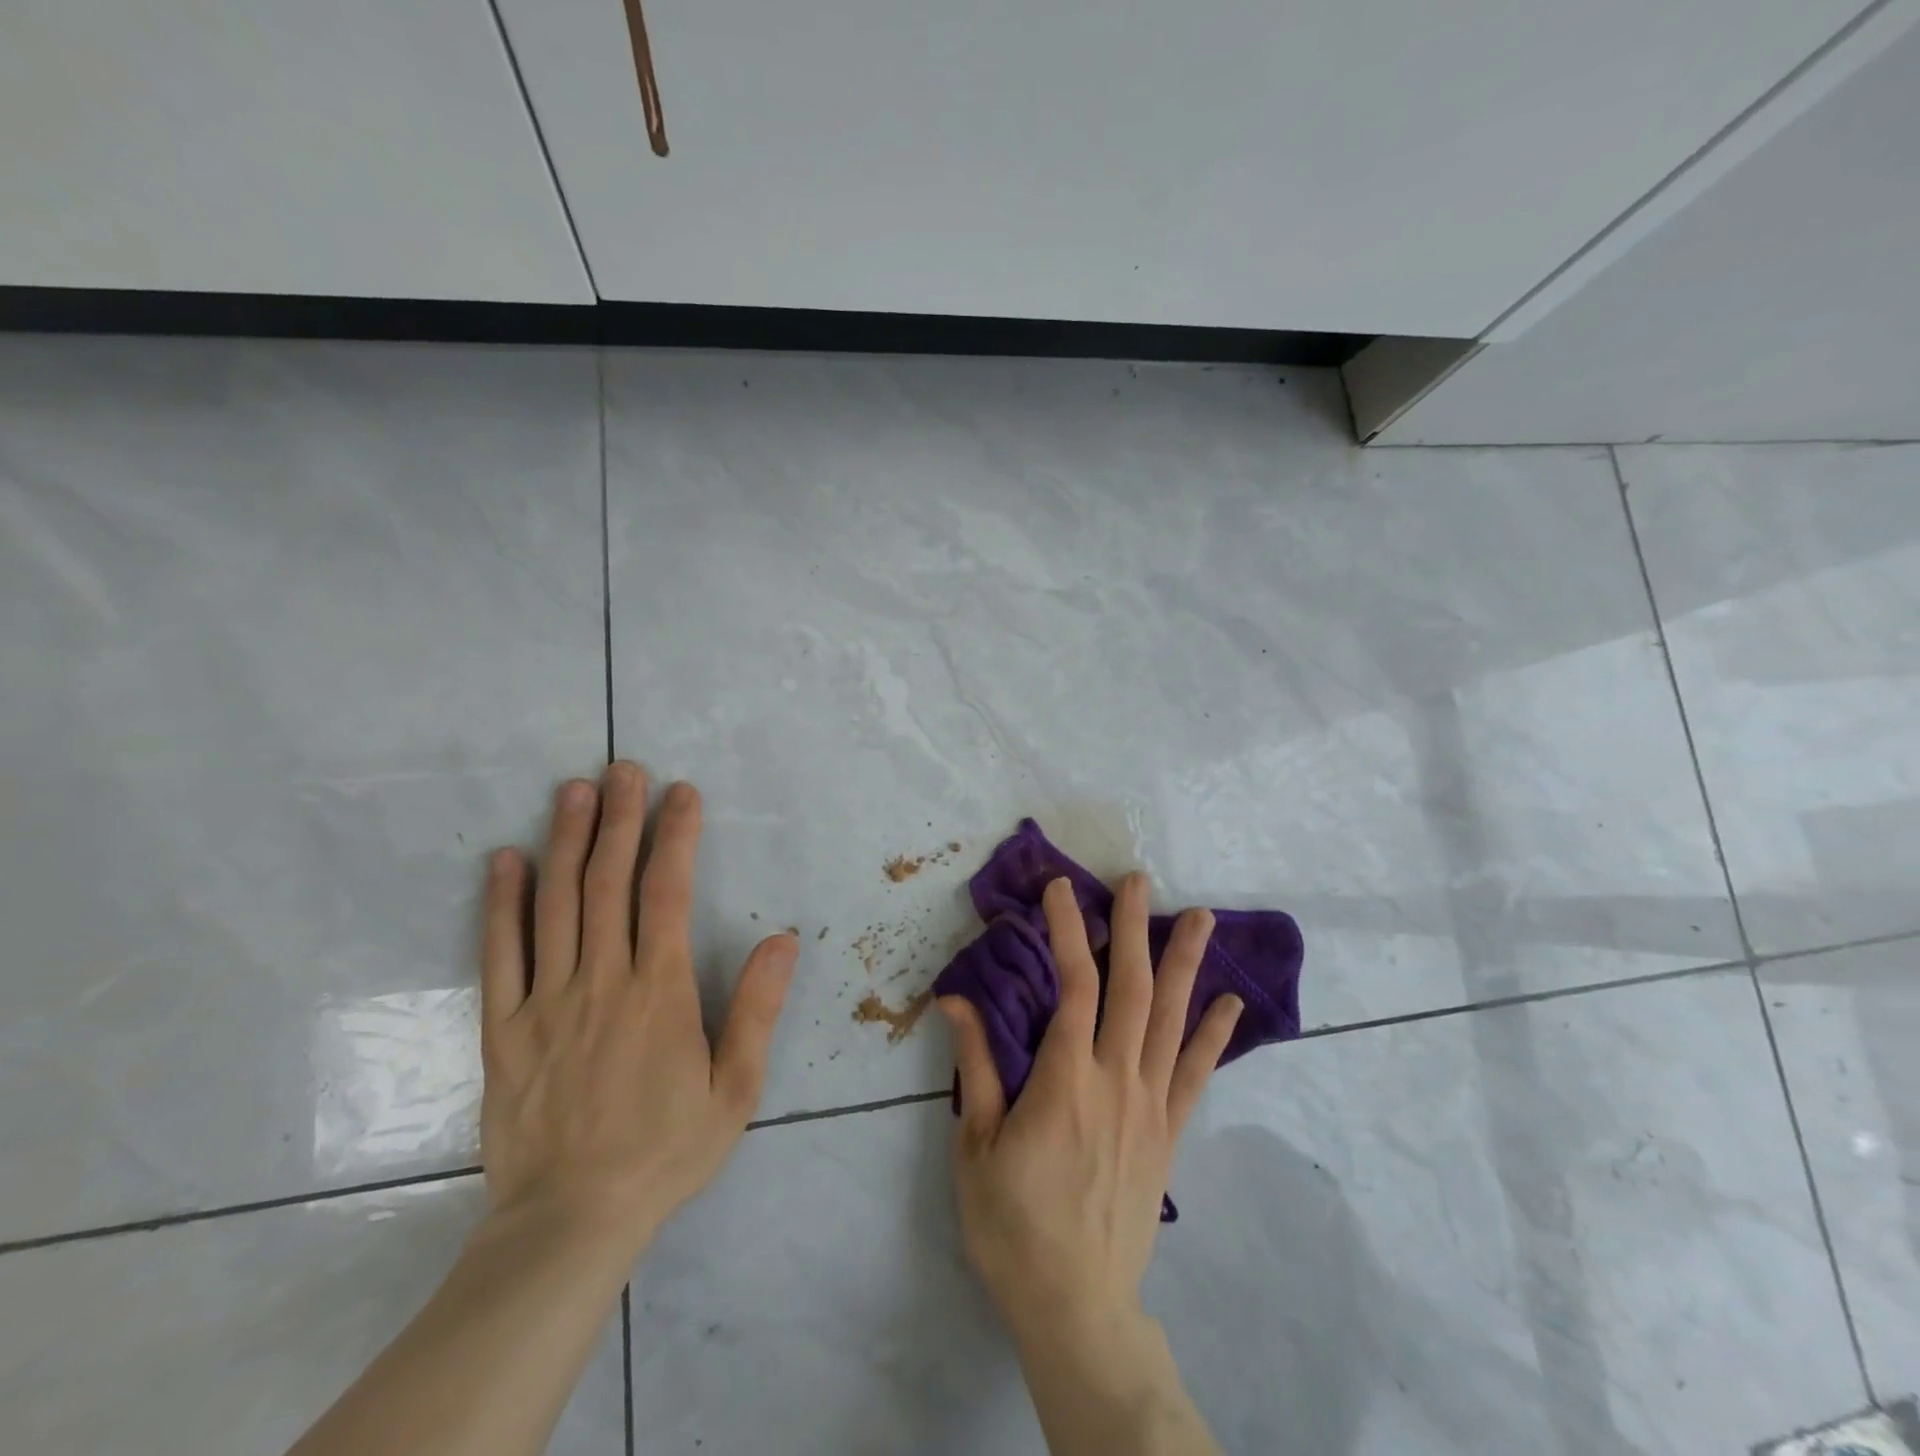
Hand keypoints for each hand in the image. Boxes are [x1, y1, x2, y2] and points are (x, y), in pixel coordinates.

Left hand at [479, 762, 797, 1252]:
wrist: (569, 1222)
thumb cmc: (665, 1151)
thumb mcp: (736, 1089)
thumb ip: (756, 1009)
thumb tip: (782, 939)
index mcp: (659, 991)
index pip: (666, 893)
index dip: (676, 836)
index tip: (682, 793)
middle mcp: (602, 980)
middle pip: (608, 883)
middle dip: (620, 819)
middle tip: (624, 769)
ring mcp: (547, 1001)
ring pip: (555, 904)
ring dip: (566, 842)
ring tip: (573, 791)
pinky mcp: (504, 1028)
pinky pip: (500, 955)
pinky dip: (502, 903)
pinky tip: (506, 861)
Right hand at [939, 873, 1241, 1343]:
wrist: (1075, 1305)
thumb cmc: (1012, 1224)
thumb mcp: (977, 1144)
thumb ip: (977, 1065)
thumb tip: (954, 998)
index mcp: (1065, 1080)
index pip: (1072, 985)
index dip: (1069, 931)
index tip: (1062, 890)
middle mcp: (1116, 1080)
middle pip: (1131, 988)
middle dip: (1134, 927)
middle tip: (1138, 880)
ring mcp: (1150, 1106)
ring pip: (1171, 1021)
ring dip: (1185, 964)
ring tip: (1201, 917)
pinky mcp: (1168, 1134)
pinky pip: (1195, 1075)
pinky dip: (1213, 1036)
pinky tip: (1230, 1004)